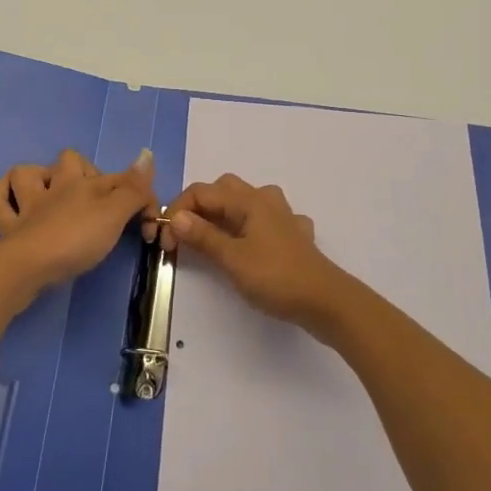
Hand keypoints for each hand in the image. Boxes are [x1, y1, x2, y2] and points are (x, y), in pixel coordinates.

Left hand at [0, 147, 157, 300]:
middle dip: (83, 171)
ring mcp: (28, 206)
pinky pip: (0, 203)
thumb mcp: (113, 215)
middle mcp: (55, 187)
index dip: (139, 196)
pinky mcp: (9, 228)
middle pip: (69, 161)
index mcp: (83, 183)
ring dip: (39, 177)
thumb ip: (132, 189)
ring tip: (51, 191)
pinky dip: (5, 196)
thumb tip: (146, 154)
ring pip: (28, 174)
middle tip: (98, 200)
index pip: (119, 180)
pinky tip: (13, 199)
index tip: (149, 226)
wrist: (28, 267)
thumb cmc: (75, 240)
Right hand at [165, 174, 346, 327]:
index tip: (164, 240)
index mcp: (248, 201)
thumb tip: (176, 217)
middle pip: (224, 189)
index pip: (201, 192)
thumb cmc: (276, 277)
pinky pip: (266, 220)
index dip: (178, 211)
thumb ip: (203, 236)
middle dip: (199, 207)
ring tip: (213, 236)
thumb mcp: (233, 259)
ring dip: (225, 213)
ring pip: (246, 201)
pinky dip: (251, 227)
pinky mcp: (294, 235)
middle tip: (184, 235)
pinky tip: (253, 245)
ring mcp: (283, 216)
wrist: (326, 301)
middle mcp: (265, 200)